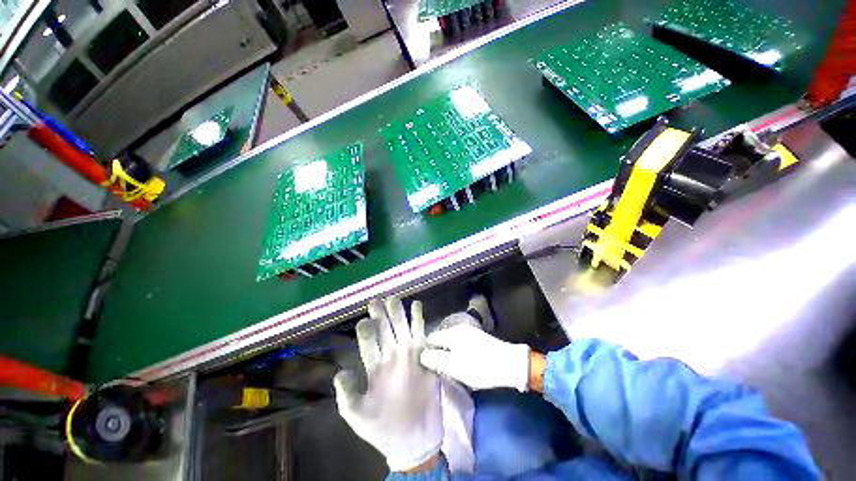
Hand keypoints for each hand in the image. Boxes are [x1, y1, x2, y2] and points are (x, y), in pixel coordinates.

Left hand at [334, 297, 442, 471]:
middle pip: (384, 331)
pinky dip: (419, 319)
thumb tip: (340, 371)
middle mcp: (390, 356)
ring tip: (393, 299)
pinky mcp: (424, 355)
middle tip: (376, 300)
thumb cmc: (383, 429)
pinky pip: (421, 333)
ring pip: (401, 328)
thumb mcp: (358, 416)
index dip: (366, 331)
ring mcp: (408, 354)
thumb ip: (347, 395)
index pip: (369, 343)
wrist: (414, 439)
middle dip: (380, 316)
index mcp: (374, 368)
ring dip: (398, 314)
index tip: (364, 320)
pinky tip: (416, 305)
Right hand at [420, 324, 531, 391]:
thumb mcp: (454, 367)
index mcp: (451, 333)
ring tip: (448, 368)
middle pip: (441, 339)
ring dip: (447, 352)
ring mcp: (469, 331)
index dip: (426, 351)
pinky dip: (457, 351)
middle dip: (437, 352)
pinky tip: (461, 362)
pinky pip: (460, 343)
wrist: (509, 364)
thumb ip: (436, 359)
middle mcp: (458, 328)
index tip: (426, 364)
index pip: (431, 338)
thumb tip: (422, 355)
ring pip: (451, 341)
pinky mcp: (477, 337)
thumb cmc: (479, 367)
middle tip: (437, 368)